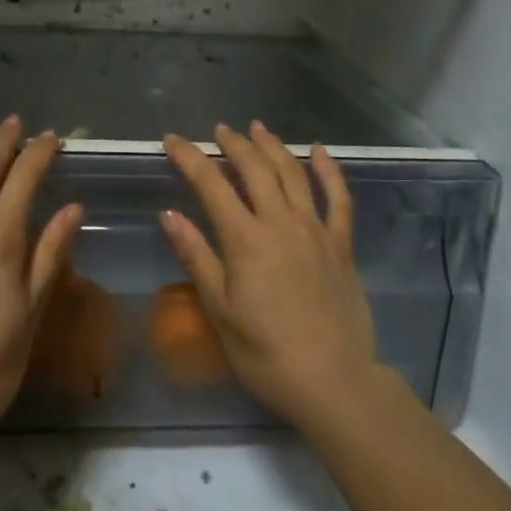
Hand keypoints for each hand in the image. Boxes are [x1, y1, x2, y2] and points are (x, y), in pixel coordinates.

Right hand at [160, 122, 383, 431]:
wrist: (334, 381)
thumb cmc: (265, 353)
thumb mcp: (220, 310)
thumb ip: (196, 256)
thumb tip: (169, 214)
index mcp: (245, 239)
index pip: (211, 184)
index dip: (189, 157)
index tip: (173, 140)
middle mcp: (281, 223)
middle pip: (255, 169)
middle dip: (234, 144)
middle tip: (219, 130)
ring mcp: (315, 230)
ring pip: (293, 173)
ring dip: (273, 147)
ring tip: (257, 128)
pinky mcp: (341, 245)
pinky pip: (338, 198)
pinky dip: (329, 170)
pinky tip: (319, 151)